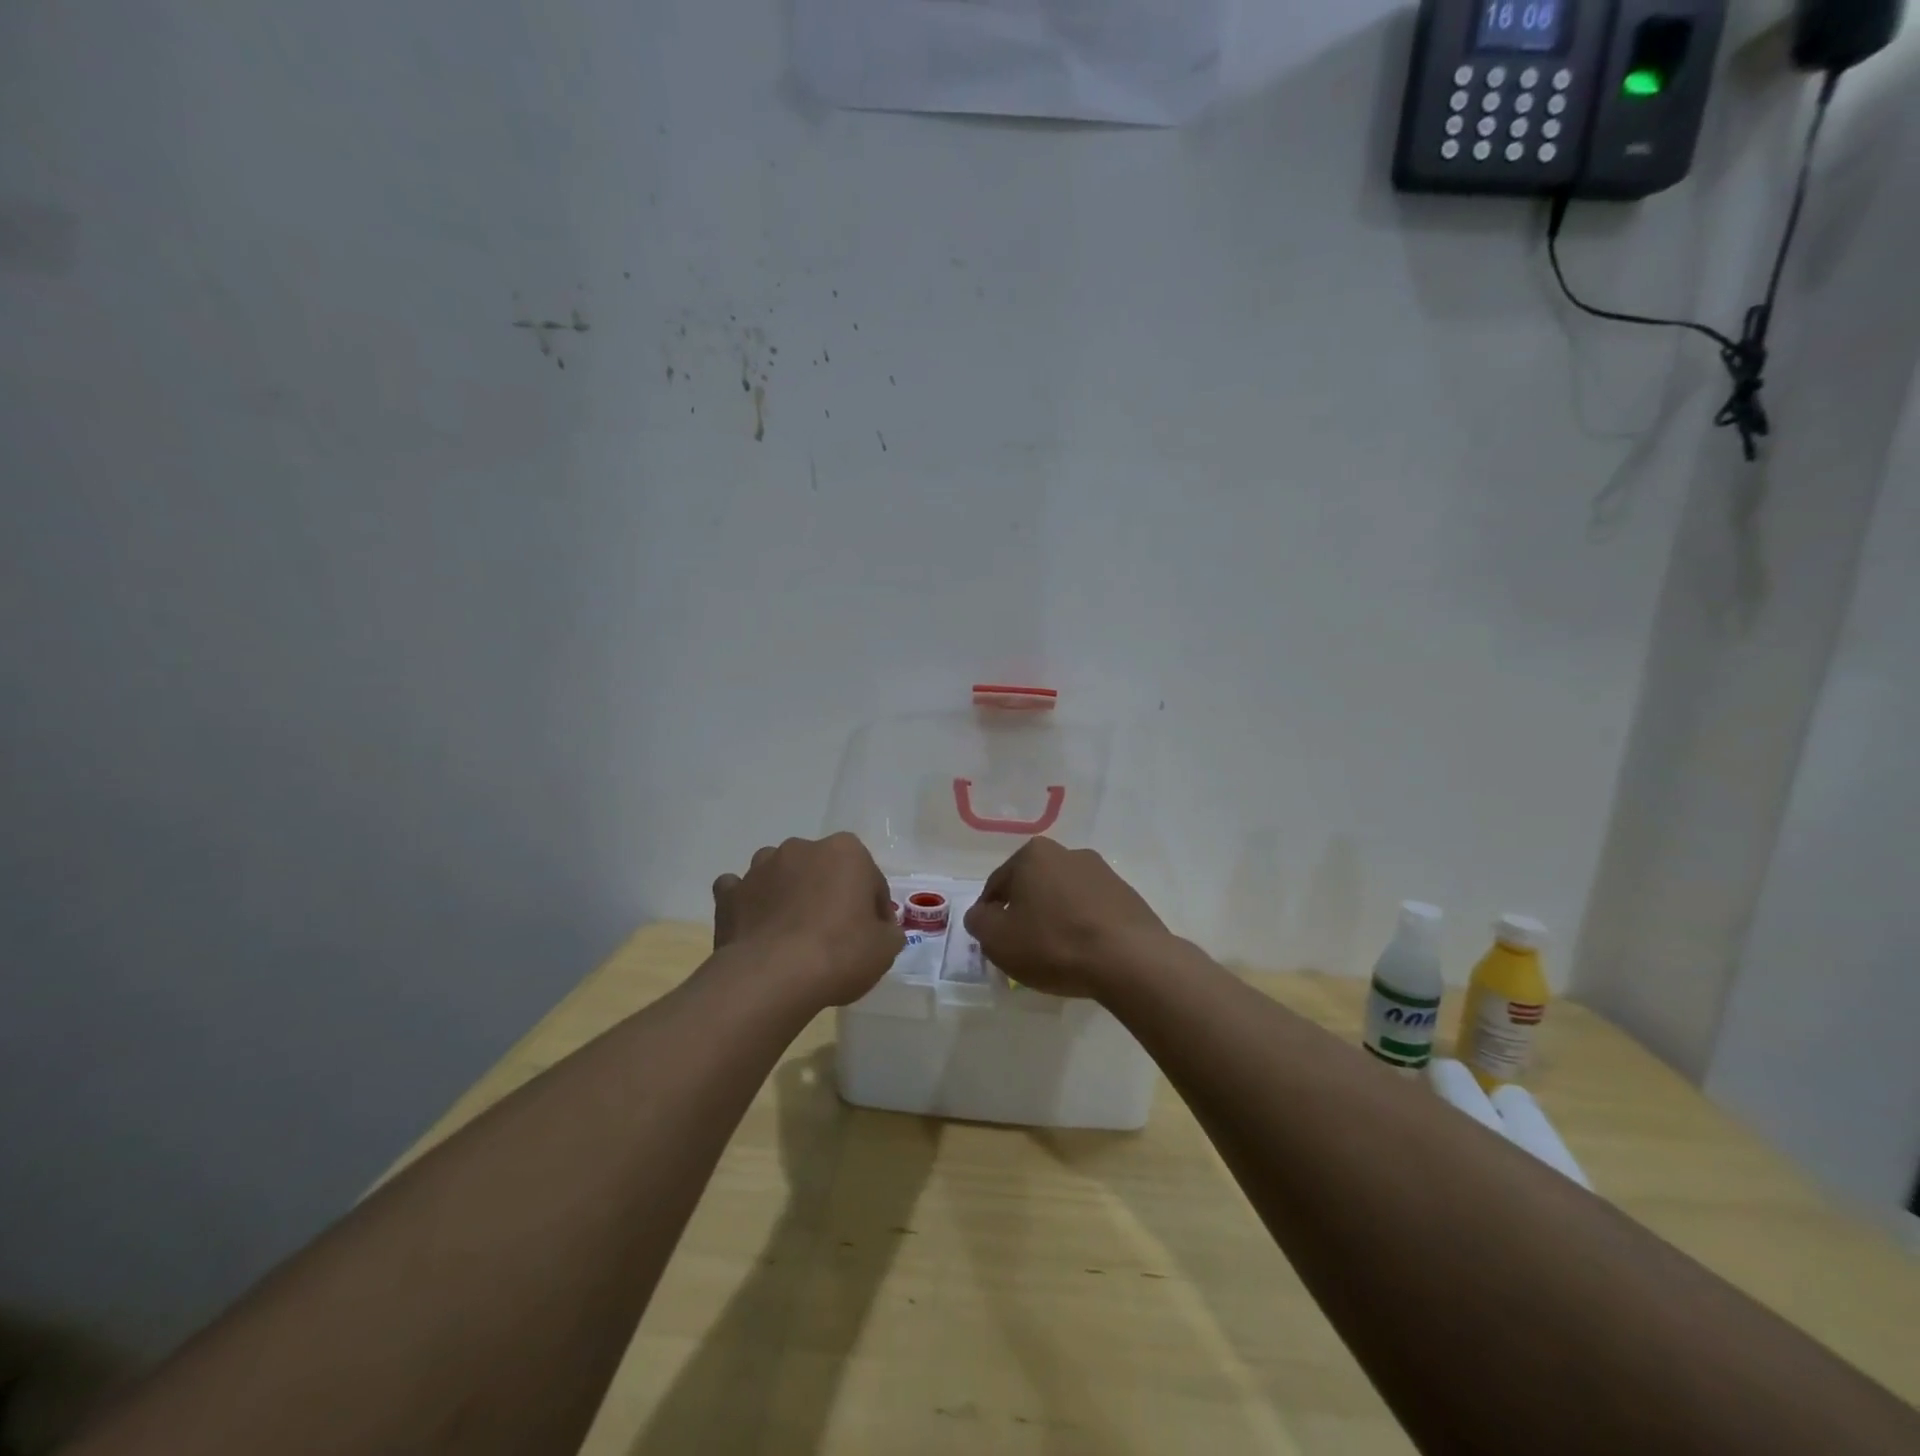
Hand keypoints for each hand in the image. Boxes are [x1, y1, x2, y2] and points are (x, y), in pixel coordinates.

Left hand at [711, 833, 905, 1008]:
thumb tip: (880, 929)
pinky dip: (749, 905)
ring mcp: (761, 868)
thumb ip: (888, 930)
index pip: (869, 878)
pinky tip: (757, 928)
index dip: (874, 908)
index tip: (873, 936)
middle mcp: (802, 848)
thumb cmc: (839, 953)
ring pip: (782, 874)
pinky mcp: (730, 894)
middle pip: (824, 871)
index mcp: (846, 851)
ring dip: (788, 893)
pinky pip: (742, 892)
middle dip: (829, 894)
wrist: (772, 977)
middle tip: (835, 935)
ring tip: (793, 933)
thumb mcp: (886, 948)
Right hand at [964, 837, 1172, 999]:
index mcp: (1033, 854)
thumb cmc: (1054, 944)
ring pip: (1064, 898)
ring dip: (1055, 919)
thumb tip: (982, 914)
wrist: (1129, 960)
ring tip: (1056, 955)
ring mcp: (1103, 872)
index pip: (997, 885)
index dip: (989, 915)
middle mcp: (1068, 853)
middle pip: (1033, 887)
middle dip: (1025, 913)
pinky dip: (1083, 927)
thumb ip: (979, 922)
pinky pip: (1092, 911)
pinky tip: (1084, 954)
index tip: (993, 941)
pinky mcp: (1127, 895)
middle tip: (1022, 948)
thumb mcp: (998, 939)